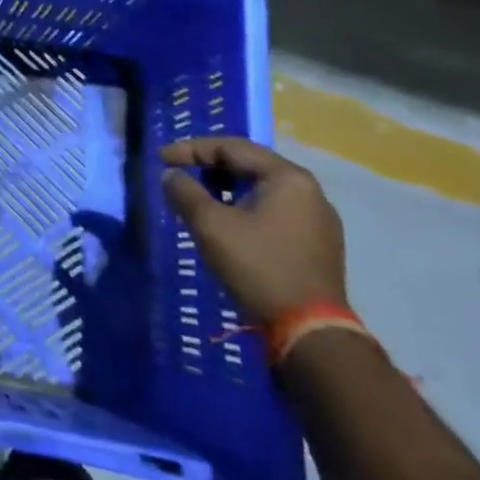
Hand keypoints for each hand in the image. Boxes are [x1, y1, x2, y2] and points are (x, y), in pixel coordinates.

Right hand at [160, 137, 347, 325]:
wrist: (310, 332)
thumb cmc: (258, 267)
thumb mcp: (210, 225)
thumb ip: (184, 192)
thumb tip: (171, 175)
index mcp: (288, 178)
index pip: (231, 147)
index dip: (190, 149)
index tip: (161, 160)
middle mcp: (310, 192)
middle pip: (249, 166)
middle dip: (209, 168)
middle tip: (179, 176)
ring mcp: (318, 220)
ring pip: (261, 190)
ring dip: (226, 190)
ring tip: (198, 201)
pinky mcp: (317, 245)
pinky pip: (274, 212)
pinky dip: (245, 210)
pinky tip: (227, 226)